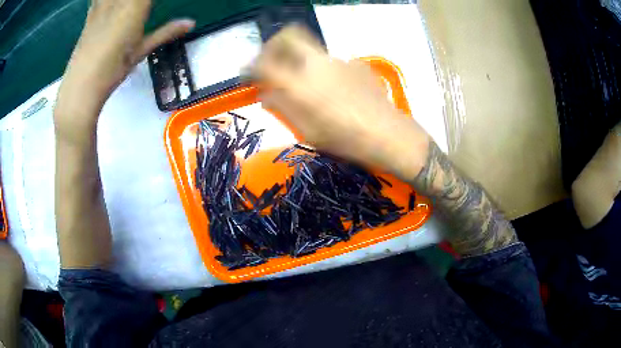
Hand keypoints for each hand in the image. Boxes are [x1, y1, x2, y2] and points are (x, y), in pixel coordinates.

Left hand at [55, 0, 194, 141]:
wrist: (80, 87)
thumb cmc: (112, 71)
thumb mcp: (141, 51)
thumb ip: (165, 32)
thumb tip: (191, 23)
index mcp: (135, 7)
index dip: (148, 1)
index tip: (151, 7)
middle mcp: (118, 1)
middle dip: (139, 2)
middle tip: (142, 9)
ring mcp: (102, 4)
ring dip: (125, 2)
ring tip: (129, 10)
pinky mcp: (91, 12)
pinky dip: (107, 2)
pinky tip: (111, 7)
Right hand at [250, 26, 430, 178]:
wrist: (388, 134)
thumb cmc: (345, 139)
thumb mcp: (307, 131)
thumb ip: (283, 108)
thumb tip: (266, 94)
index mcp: (299, 82)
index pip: (264, 62)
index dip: (251, 65)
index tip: (249, 73)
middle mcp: (317, 62)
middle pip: (289, 35)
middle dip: (274, 44)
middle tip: (272, 61)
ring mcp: (339, 59)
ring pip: (311, 51)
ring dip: (301, 62)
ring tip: (309, 88)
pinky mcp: (356, 63)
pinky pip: (332, 62)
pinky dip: (324, 72)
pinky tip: (336, 93)